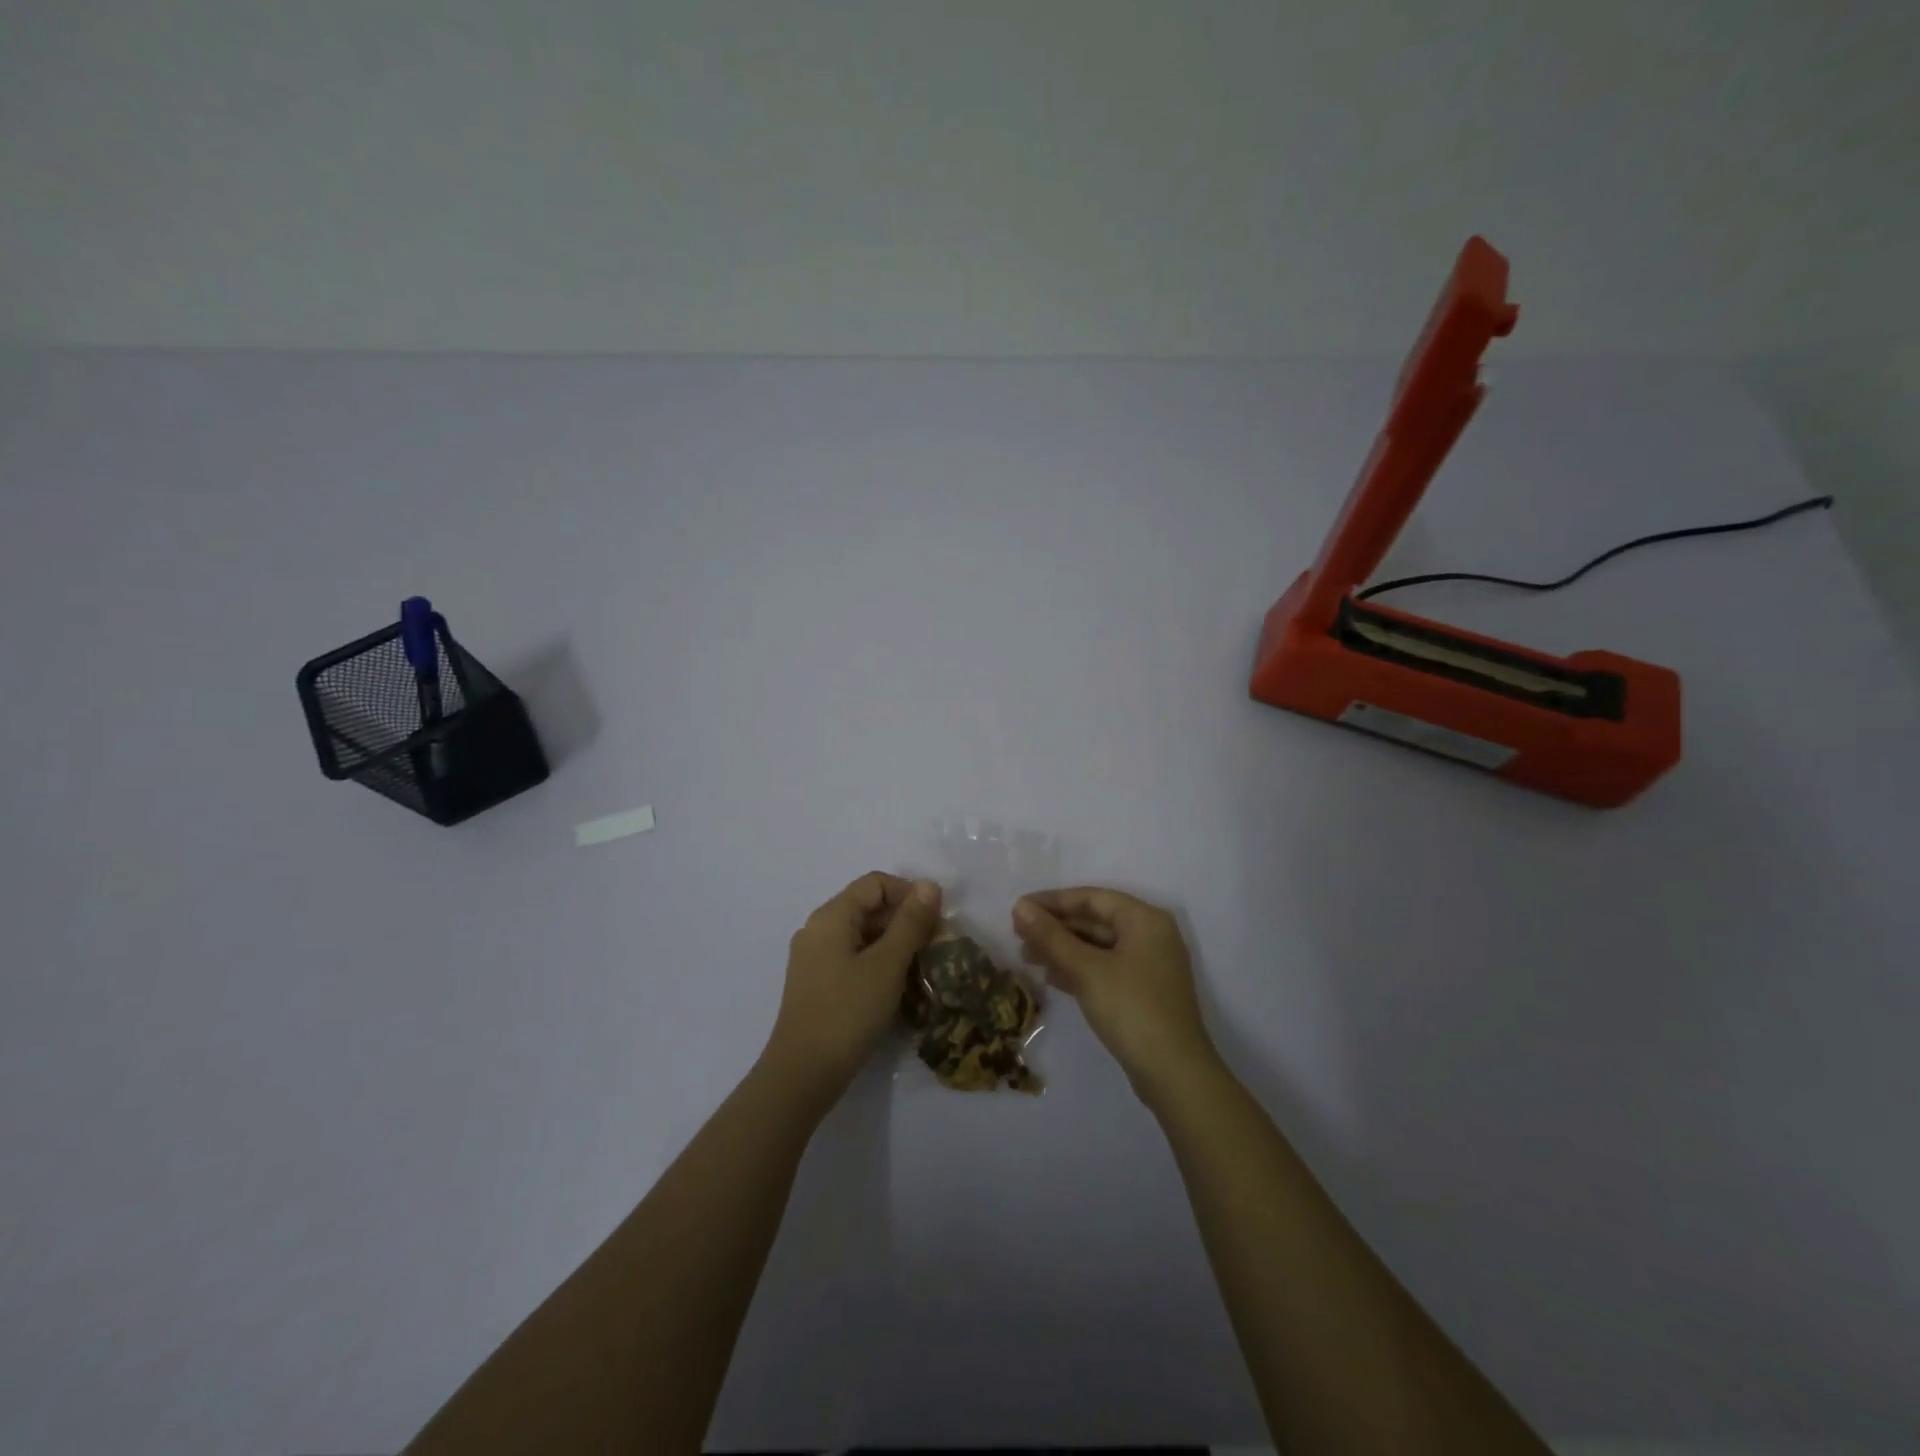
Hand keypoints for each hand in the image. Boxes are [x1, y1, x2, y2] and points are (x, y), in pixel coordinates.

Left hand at [766, 872, 942, 1100]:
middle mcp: (818, 929)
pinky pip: (853, 958)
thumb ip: (910, 922)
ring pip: (862, 935)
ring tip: (922, 968)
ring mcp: (814, 958)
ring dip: (894, 944)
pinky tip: (898, 988)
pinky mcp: (817, 984)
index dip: (909, 893)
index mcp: (831, 916)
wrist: (803, 1075)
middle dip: (904, 920)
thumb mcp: (887, 964)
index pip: (875, 883)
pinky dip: (878, 963)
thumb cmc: (848, 1012)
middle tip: (936, 946)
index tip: (937, 920)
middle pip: (868, 907)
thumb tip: (929, 885)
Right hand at [1013, 887, 1217, 1098]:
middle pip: (1095, 921)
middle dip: (1056, 928)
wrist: (1174, 1074)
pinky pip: (1105, 969)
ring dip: (1063, 950)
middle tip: (1018, 936)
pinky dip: (1079, 969)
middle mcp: (1151, 935)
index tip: (1019, 909)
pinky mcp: (1144, 993)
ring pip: (1098, 947)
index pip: (1092, 898)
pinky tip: (1052, 978)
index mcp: (1145, 919)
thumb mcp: (1086, 969)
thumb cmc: (1131, 1009)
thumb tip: (1020, 906)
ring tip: (1027, 958)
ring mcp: (1149, 966)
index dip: (1052, 901)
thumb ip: (1051, 936)